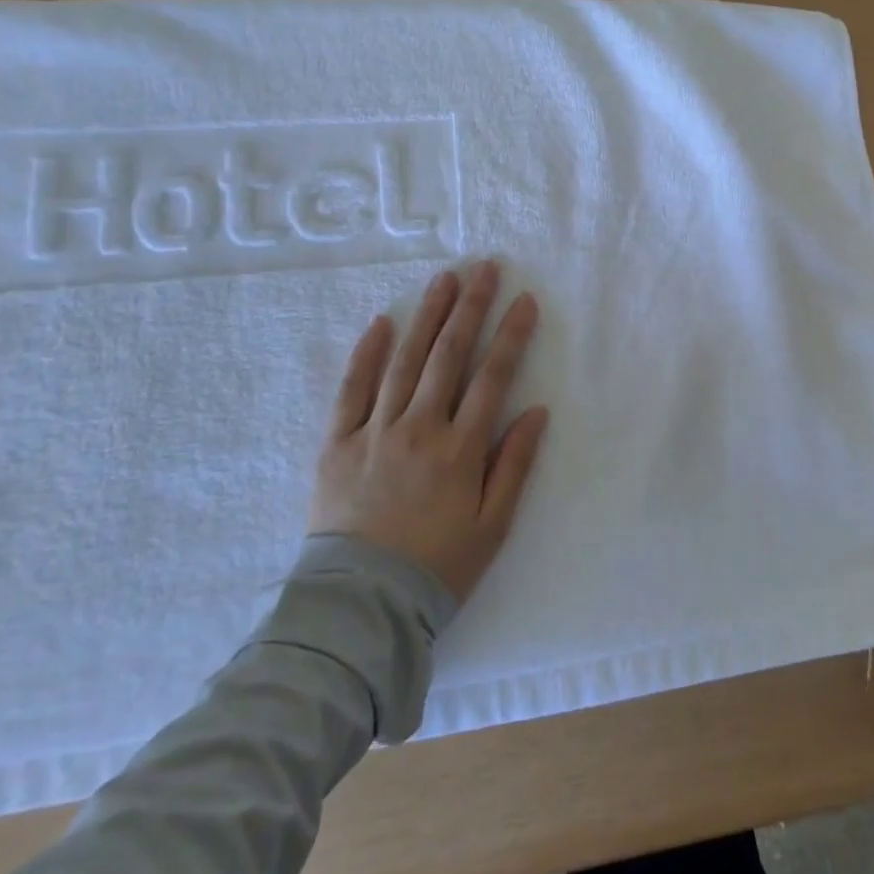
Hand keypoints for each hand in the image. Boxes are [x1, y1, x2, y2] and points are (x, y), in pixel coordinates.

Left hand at [311, 260, 548, 602]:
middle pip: (449, 356)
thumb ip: (514, 465)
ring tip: (443, 280)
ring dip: (427, 316)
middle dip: (470, 307)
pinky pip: (351, 390)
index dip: (511, 335)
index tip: (525, 301)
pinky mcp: (337, 443)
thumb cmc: (437, 566)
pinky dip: (367, 354)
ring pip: (404, 361)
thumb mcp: (492, 525)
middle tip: (484, 268)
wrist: (360, 605)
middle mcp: (419, 428)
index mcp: (460, 449)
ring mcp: (374, 432)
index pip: (492, 377)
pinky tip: (382, 323)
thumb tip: (536, 411)